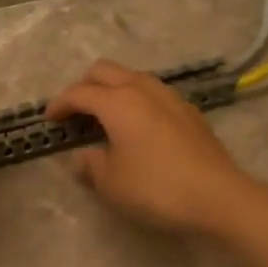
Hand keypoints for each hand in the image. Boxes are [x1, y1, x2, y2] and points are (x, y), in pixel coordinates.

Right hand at [46, 60, 259, 237]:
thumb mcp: (112, 184)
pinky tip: (139, 126)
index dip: (60, 104)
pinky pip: (153, 93)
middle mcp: (142, 89)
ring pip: (132, 77)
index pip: (79, 92)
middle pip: (105, 71)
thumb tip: (82, 157)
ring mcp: (170, 97)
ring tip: (106, 116)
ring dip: (113, 89)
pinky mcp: (189, 111)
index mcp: (117, 102)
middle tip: (75, 111)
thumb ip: (91, 165)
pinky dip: (137, 100)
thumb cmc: (156, 188)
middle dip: (84, 85)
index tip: (49, 119)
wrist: (218, 196)